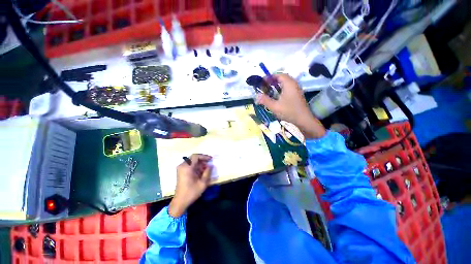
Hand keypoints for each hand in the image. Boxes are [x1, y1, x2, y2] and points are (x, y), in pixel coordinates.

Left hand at [168, 154, 212, 216]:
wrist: (180, 202)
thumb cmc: (191, 192)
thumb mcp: (203, 183)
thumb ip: (207, 172)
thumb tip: (210, 165)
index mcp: (187, 167)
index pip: (196, 156)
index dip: (204, 156)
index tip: (210, 159)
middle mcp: (182, 166)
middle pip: (193, 158)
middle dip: (202, 160)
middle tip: (209, 163)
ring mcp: (181, 169)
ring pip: (192, 161)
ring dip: (199, 163)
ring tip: (206, 168)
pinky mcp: (181, 172)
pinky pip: (189, 165)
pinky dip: (196, 166)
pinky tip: (201, 171)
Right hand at [256, 73, 325, 138]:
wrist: (303, 120)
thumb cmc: (289, 111)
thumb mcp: (274, 106)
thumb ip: (265, 100)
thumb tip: (257, 96)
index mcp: (289, 84)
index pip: (279, 75)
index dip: (270, 77)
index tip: (262, 82)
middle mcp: (294, 84)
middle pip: (282, 78)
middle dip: (273, 81)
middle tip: (265, 86)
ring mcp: (297, 90)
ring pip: (285, 84)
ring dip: (277, 86)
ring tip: (269, 91)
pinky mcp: (297, 95)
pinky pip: (288, 88)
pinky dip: (281, 90)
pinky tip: (277, 97)